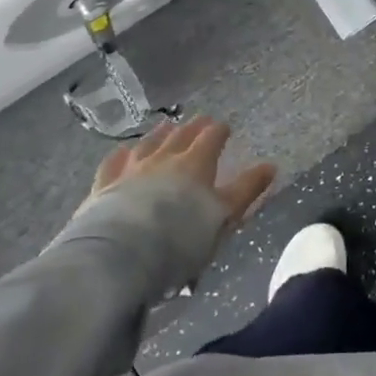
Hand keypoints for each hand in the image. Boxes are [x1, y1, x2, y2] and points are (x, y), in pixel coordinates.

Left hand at [75, 116, 274, 242]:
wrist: (122, 255)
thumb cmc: (182, 237)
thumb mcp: (224, 216)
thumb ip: (247, 190)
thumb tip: (271, 166)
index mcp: (196, 163)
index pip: (211, 137)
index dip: (219, 131)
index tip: (225, 128)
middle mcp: (164, 158)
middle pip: (181, 135)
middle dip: (193, 127)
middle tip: (200, 120)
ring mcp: (131, 169)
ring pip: (149, 142)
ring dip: (160, 133)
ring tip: (167, 125)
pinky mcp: (104, 186)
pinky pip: (115, 161)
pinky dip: (122, 154)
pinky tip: (124, 151)